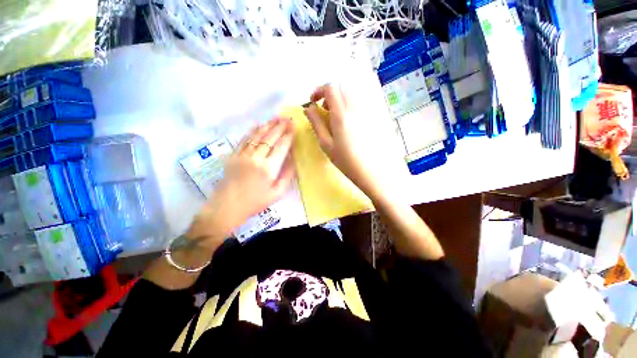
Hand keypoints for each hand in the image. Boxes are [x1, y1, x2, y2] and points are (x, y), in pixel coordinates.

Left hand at [186, 118, 294, 245]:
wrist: (228, 207)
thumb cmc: (256, 202)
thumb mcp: (278, 193)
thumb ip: (287, 175)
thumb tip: (293, 159)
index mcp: (269, 168)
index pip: (282, 146)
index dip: (289, 136)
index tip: (294, 127)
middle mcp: (256, 158)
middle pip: (270, 137)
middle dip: (280, 127)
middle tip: (287, 119)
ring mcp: (242, 155)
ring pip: (257, 135)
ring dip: (268, 125)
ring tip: (276, 118)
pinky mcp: (233, 155)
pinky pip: (244, 139)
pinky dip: (252, 131)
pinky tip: (258, 125)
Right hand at [304, 84, 383, 197]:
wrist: (372, 171)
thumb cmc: (346, 161)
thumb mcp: (326, 144)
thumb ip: (316, 123)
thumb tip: (308, 108)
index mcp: (342, 114)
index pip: (331, 88)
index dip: (319, 90)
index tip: (313, 102)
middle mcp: (356, 107)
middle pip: (342, 88)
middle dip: (329, 95)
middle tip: (324, 111)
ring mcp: (367, 111)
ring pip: (351, 95)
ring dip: (340, 100)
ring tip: (336, 117)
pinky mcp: (374, 116)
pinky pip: (360, 102)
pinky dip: (350, 105)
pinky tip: (349, 122)